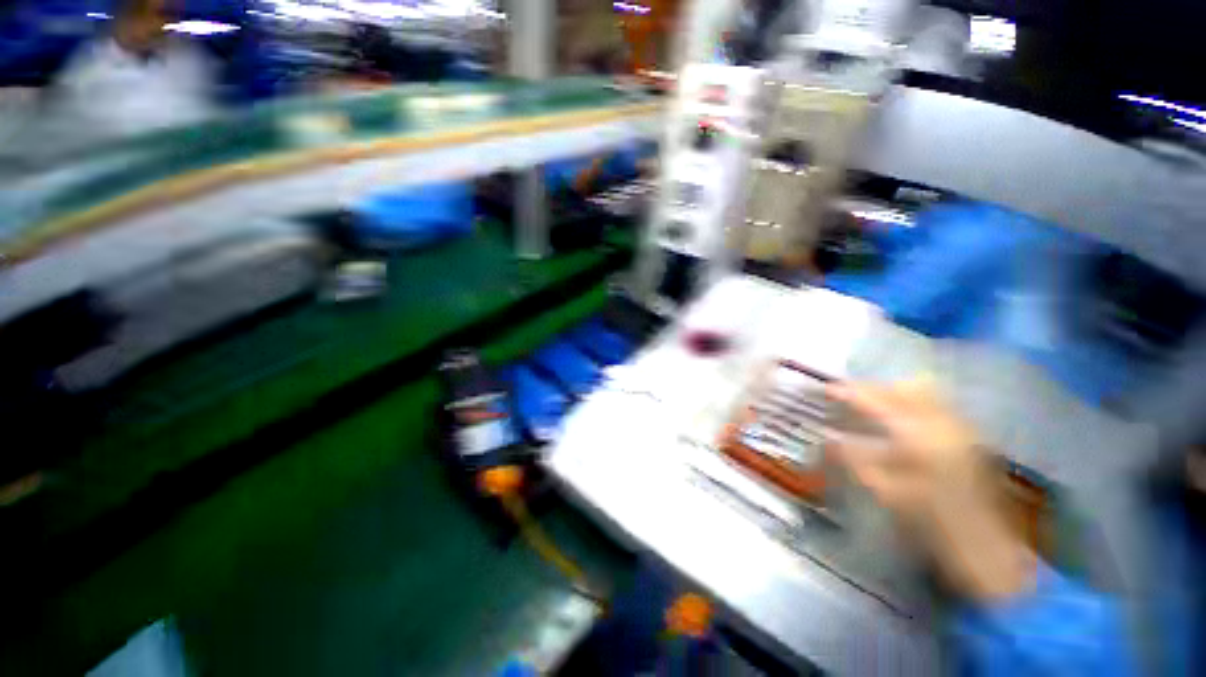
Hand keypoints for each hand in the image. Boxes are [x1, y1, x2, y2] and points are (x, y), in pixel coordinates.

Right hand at [826, 379, 1036, 601]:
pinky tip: (899, 417)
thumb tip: (828, 438)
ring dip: (893, 392)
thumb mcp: (885, 493)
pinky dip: (912, 401)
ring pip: (924, 391)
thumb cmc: (932, 523)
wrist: (987, 548)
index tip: (826, 390)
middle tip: (847, 396)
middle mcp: (943, 423)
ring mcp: (961, 427)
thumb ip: (855, 460)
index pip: (877, 401)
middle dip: (871, 388)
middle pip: (903, 387)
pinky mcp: (969, 436)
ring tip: (871, 404)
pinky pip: (937, 403)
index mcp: (919, 437)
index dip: (849, 393)